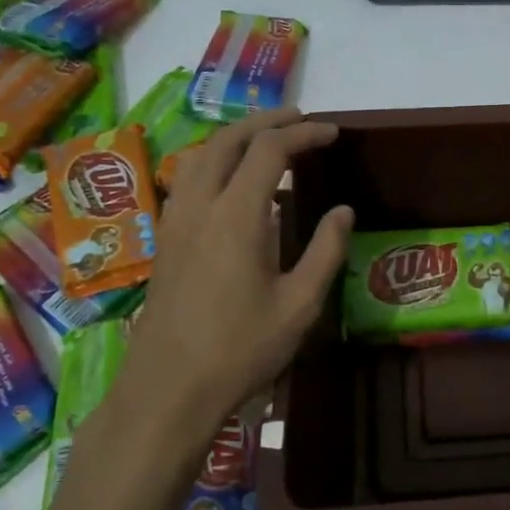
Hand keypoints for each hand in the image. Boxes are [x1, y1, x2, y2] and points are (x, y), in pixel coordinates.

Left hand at [99, 109, 352, 467]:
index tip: (333, 133)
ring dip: (235, 138)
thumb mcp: (300, 304)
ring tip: (267, 142)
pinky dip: (216, 162)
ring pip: (200, 155)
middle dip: (266, 120)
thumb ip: (325, 251)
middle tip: (301, 120)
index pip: (270, 150)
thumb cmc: (241, 349)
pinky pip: (189, 180)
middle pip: (227, 139)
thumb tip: (343, 211)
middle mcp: (200, 205)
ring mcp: (175, 221)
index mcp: (237, 215)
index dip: (304, 133)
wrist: (169, 389)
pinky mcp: (165, 240)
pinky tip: (233, 185)